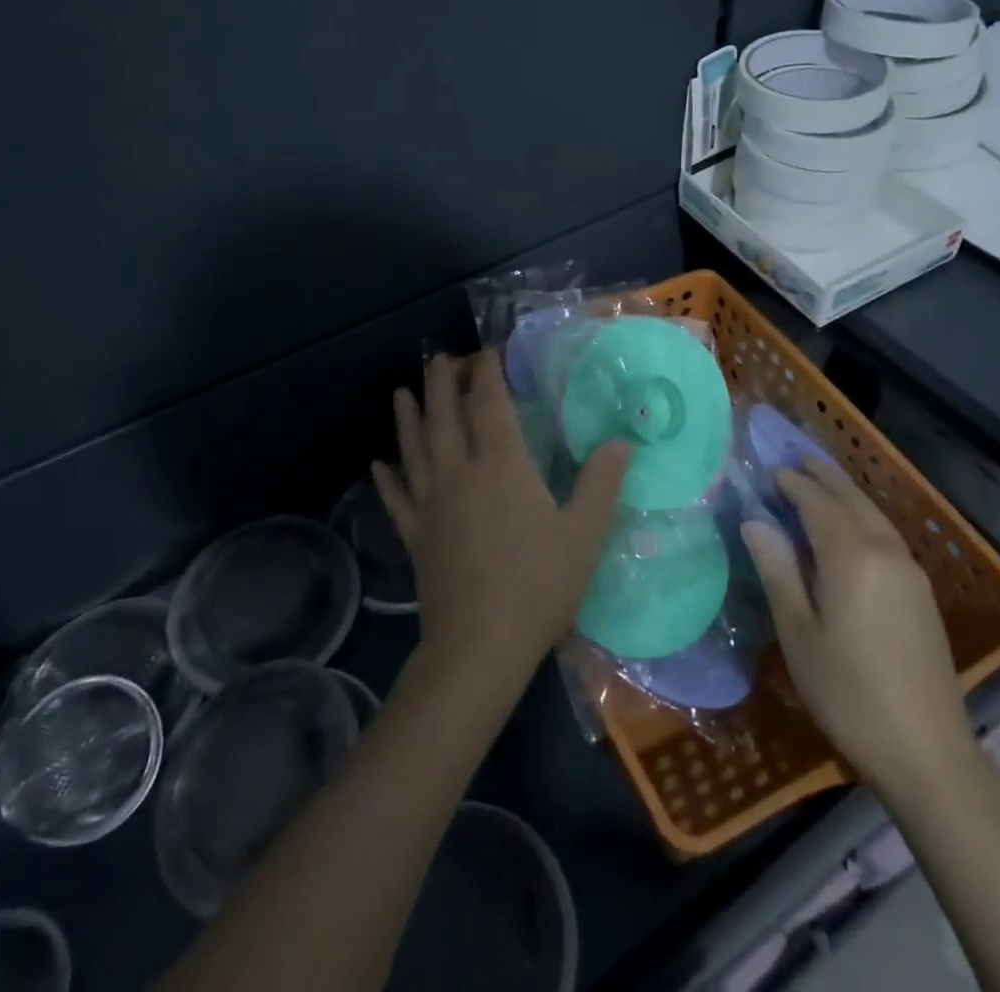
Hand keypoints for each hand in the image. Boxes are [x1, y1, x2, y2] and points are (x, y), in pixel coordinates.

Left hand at [372, 351, 630, 690]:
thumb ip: (601, 482)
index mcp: (501, 466)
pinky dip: (386, 478)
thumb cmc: (538, 586)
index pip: (489, 404)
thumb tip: (621, 440)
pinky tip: (378, 464)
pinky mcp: (414, 535)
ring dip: (408, 417)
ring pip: (414, 448)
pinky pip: (396, 498)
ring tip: (402, 391)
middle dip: (442, 382)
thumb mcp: (583, 534)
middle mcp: (459, 473)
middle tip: (443, 359)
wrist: (479, 648)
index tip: (487, 352)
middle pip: (443, 415)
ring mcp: (430, 504)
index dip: (486, 373)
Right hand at [742, 461, 976, 801]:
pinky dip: (862, 514)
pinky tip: (851, 525)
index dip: (791, 484)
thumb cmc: (849, 694)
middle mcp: (885, 551)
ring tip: (819, 481)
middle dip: (821, 475)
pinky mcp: (921, 591)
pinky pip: (886, 532)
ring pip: (872, 513)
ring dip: (844, 492)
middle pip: (850, 498)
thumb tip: (755, 521)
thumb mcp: (799, 634)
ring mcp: (910, 570)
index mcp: (851, 558)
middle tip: (793, 460)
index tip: (767, 473)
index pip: (816, 502)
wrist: (928, 753)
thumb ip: (778, 570)